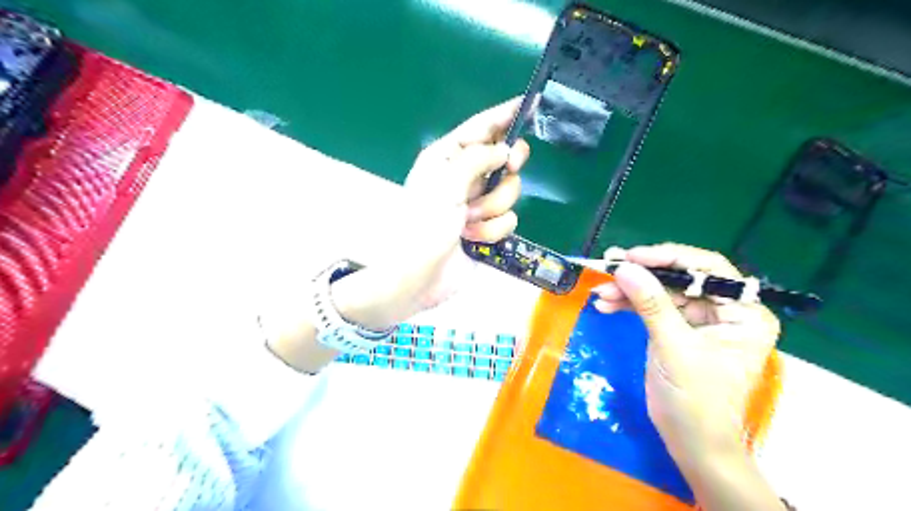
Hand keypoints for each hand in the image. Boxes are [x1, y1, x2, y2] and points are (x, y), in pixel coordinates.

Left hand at [333, 98, 531, 328]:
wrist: (418, 276)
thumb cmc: (423, 224)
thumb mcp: (445, 182)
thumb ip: (477, 158)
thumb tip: (505, 150)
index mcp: (447, 157)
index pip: (481, 127)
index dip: (505, 114)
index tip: (533, 100)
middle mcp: (464, 177)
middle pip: (503, 158)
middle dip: (506, 168)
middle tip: (509, 168)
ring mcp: (477, 204)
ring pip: (509, 191)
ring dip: (491, 208)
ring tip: (468, 221)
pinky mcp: (487, 229)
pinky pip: (508, 220)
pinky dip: (492, 230)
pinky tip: (473, 239)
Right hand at [596, 244, 777, 462]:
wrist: (690, 442)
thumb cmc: (696, 400)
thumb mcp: (674, 348)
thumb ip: (651, 304)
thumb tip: (624, 267)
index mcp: (744, 312)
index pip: (709, 269)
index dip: (669, 257)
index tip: (632, 257)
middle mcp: (725, 310)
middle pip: (680, 279)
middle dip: (642, 275)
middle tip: (608, 268)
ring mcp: (700, 320)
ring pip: (661, 292)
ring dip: (630, 291)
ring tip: (601, 293)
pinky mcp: (678, 330)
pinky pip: (652, 308)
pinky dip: (629, 305)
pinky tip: (607, 306)